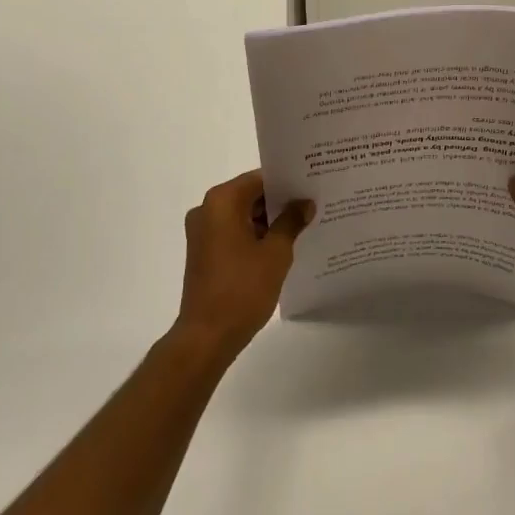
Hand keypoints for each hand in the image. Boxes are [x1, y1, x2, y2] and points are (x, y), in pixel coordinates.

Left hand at [175, 170, 312, 362]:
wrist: (207, 336)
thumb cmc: (242, 289)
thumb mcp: (275, 253)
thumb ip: (291, 222)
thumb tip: (304, 203)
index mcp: (222, 202)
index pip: (259, 179)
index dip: (286, 182)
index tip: (311, 185)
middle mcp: (207, 210)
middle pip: (249, 195)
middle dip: (280, 201)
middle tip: (312, 205)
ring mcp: (202, 232)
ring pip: (242, 214)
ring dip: (268, 220)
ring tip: (303, 226)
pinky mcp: (204, 252)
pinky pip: (234, 232)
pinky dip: (255, 235)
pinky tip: (281, 246)